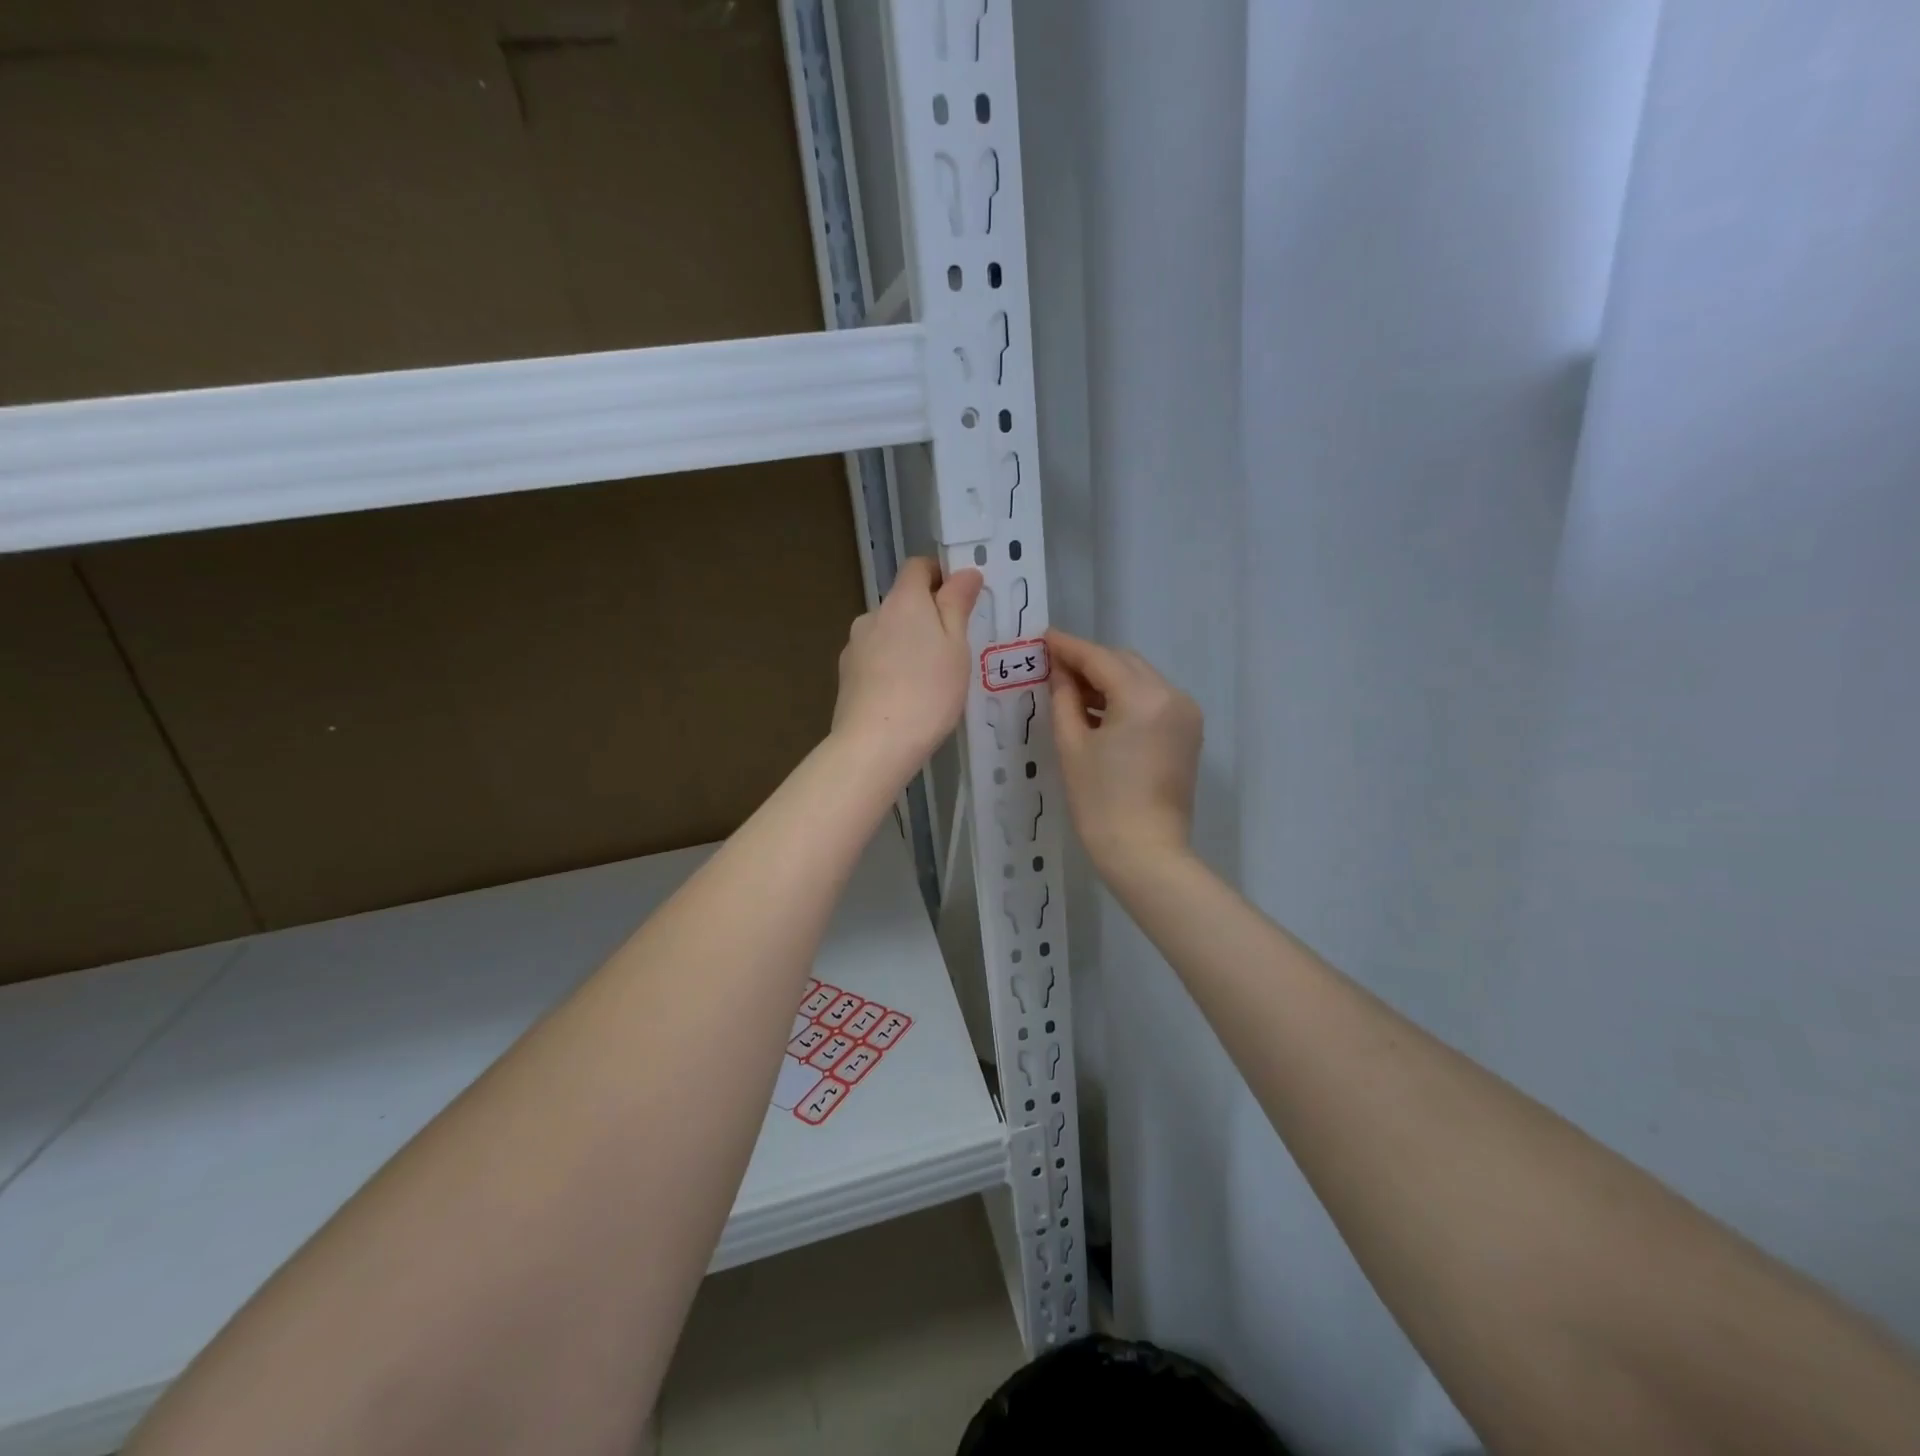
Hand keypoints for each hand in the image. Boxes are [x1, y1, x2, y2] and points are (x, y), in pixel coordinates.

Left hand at [832, 558, 982, 778]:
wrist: (875, 744)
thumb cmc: (928, 691)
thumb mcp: (956, 647)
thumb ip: (957, 605)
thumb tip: (965, 572)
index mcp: (903, 601)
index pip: (918, 567)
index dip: (940, 575)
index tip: (960, 599)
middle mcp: (872, 616)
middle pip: (902, 603)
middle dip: (926, 617)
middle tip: (953, 650)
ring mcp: (854, 647)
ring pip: (887, 634)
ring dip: (907, 645)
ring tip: (929, 680)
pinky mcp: (845, 676)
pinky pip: (874, 661)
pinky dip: (890, 669)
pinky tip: (905, 697)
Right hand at [1047, 630, 1202, 876]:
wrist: (1146, 853)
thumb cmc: (1100, 802)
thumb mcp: (1072, 746)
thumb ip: (1064, 699)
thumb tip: (1058, 671)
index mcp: (1143, 697)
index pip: (1100, 658)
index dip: (1068, 647)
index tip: (1043, 637)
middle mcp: (1172, 695)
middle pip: (1124, 663)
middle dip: (1089, 662)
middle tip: (1053, 670)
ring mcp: (1185, 714)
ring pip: (1140, 679)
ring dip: (1108, 680)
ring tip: (1071, 694)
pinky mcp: (1188, 733)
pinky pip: (1153, 700)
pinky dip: (1126, 699)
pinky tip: (1099, 713)